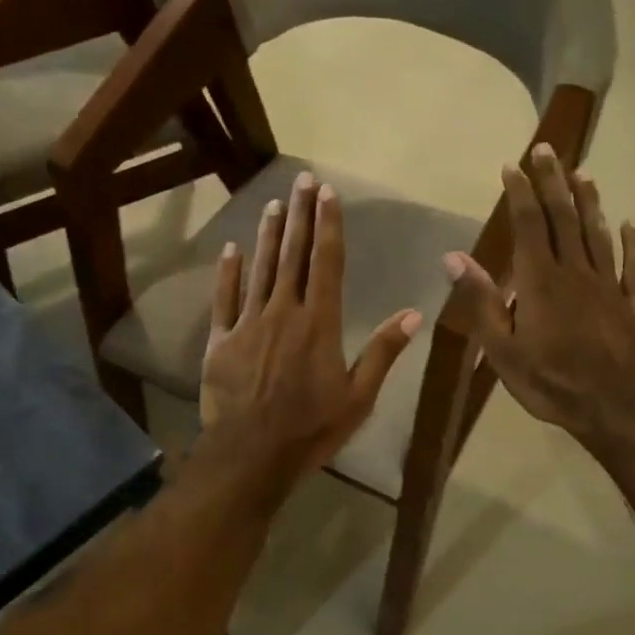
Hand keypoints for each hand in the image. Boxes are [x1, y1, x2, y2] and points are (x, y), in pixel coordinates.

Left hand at [200, 170, 421, 477]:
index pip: (327, 262)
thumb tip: (414, 314)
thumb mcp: (358, 396)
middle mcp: (284, 312)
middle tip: (302, 180)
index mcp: (320, 322)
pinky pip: (224, 298)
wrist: (252, 453)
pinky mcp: (221, 340)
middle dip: (301, 216)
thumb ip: (382, 352)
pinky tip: (231, 249)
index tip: (327, 193)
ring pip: (260, 269)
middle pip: (294, 255)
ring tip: (274, 204)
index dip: (328, 225)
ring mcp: (248, 323)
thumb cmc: (311, 428)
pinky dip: (228, 272)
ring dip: (269, 235)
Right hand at [442, 145, 634, 440]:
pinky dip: (634, 244)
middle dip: (553, 181)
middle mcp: (575, 272)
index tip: (513, 165)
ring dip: (589, 202)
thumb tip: (454, 257)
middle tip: (548, 149)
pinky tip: (631, 225)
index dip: (521, 192)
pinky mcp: (630, 305)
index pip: (529, 224)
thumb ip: (481, 301)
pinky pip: (634, 268)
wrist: (611, 407)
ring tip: (583, 173)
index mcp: (540, 281)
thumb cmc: (548, 381)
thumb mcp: (501, 349)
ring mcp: (607, 286)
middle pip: (564, 218)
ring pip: (598, 234)